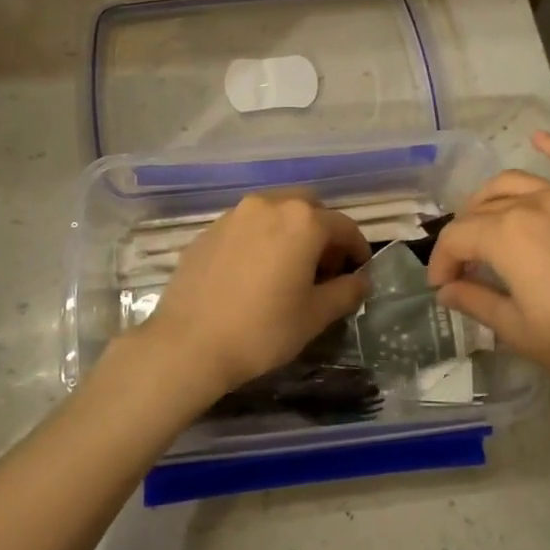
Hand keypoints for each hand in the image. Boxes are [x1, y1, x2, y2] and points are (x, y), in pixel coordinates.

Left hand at [136, 192, 370, 401]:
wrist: (189, 344)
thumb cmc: (262, 330)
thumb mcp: (315, 316)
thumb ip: (346, 291)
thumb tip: (361, 280)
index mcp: (302, 221)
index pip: (344, 226)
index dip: (358, 249)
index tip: (359, 272)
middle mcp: (269, 205)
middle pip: (309, 208)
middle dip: (323, 233)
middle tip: (324, 268)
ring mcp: (234, 215)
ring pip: (275, 212)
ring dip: (290, 232)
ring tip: (288, 269)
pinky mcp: (208, 230)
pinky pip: (246, 226)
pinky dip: (260, 239)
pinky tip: (254, 273)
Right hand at [427, 132, 549, 419]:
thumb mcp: (517, 330)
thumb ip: (475, 300)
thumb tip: (447, 289)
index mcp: (506, 234)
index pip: (457, 238)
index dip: (442, 262)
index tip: (442, 288)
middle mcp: (535, 203)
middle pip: (483, 208)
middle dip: (465, 236)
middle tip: (465, 267)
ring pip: (518, 183)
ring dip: (492, 199)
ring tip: (486, 222)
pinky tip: (538, 138)